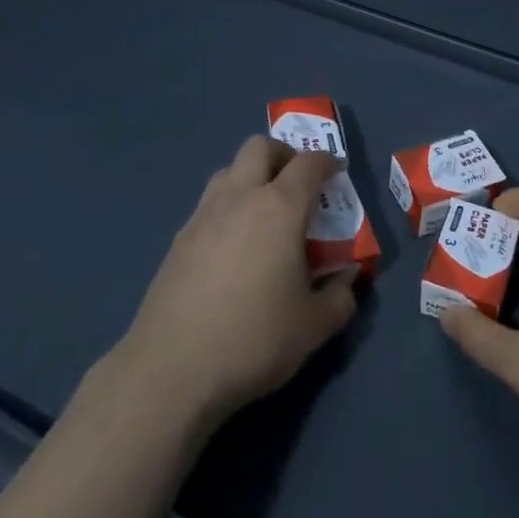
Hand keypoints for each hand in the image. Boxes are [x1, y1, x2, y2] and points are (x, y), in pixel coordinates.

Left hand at [108, 136, 358, 436]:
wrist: (171, 369)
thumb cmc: (254, 340)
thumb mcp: (314, 327)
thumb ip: (340, 297)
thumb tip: (346, 278)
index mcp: (280, 208)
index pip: (308, 164)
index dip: (327, 162)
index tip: (336, 173)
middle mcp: (240, 197)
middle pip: (259, 147)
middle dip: (283, 155)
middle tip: (298, 183)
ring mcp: (203, 215)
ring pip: (229, 170)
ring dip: (251, 176)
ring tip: (265, 212)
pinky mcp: (179, 239)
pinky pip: (209, 203)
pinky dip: (228, 207)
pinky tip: (234, 246)